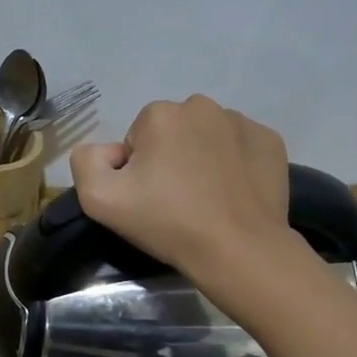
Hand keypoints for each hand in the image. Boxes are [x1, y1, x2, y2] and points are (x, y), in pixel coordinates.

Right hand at [69, 95, 290, 276]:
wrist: (239, 250)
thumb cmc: (168, 222)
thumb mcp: (99, 199)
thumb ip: (86, 161)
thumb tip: (109, 152)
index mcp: (160, 114)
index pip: (137, 139)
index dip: (137, 170)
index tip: (149, 198)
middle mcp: (202, 106)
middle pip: (172, 132)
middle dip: (170, 158)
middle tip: (176, 200)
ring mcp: (242, 122)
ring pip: (207, 136)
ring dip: (202, 158)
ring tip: (207, 199)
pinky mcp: (270, 141)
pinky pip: (240, 146)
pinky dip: (234, 163)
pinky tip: (233, 193)